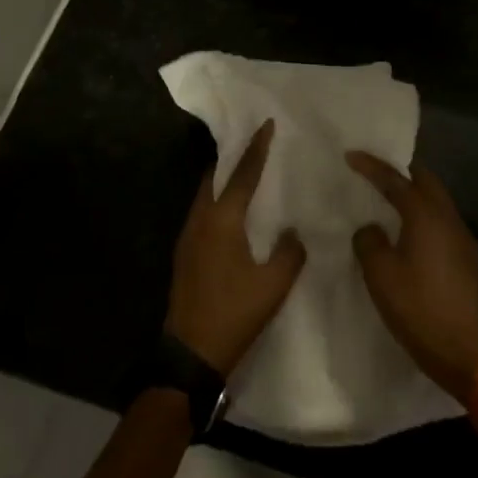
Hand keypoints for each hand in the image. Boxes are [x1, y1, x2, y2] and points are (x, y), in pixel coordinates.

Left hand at [165, 121, 306, 376]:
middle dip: (234, 158)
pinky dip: (217, 200)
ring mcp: (187, 236)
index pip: (243, 174)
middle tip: (254, 145)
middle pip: (215, 176)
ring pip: (205, 194)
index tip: (265, 124)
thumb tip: (292, 231)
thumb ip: (290, 251)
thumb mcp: (274, 285)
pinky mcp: (184, 253)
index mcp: (222, 220)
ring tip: (246, 173)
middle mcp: (200, 220)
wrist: (190, 353)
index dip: (256, 148)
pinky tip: (233, 213)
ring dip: (223, 179)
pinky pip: (202, 212)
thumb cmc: (234, 314)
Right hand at [348, 153, 477, 406]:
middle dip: (402, 173)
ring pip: (438, 203)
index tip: (351, 156)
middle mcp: (449, 218)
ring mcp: (463, 239)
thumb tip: (372, 229)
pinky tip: (411, 236)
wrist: (461, 350)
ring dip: (416, 197)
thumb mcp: (379, 274)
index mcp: (425, 215)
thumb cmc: (416, 306)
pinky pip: (443, 225)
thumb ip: (369, 242)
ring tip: (391, 203)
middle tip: (377, 174)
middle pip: (426, 182)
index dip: (372, 167)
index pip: (395, 180)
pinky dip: (425, 219)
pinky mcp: (469, 260)